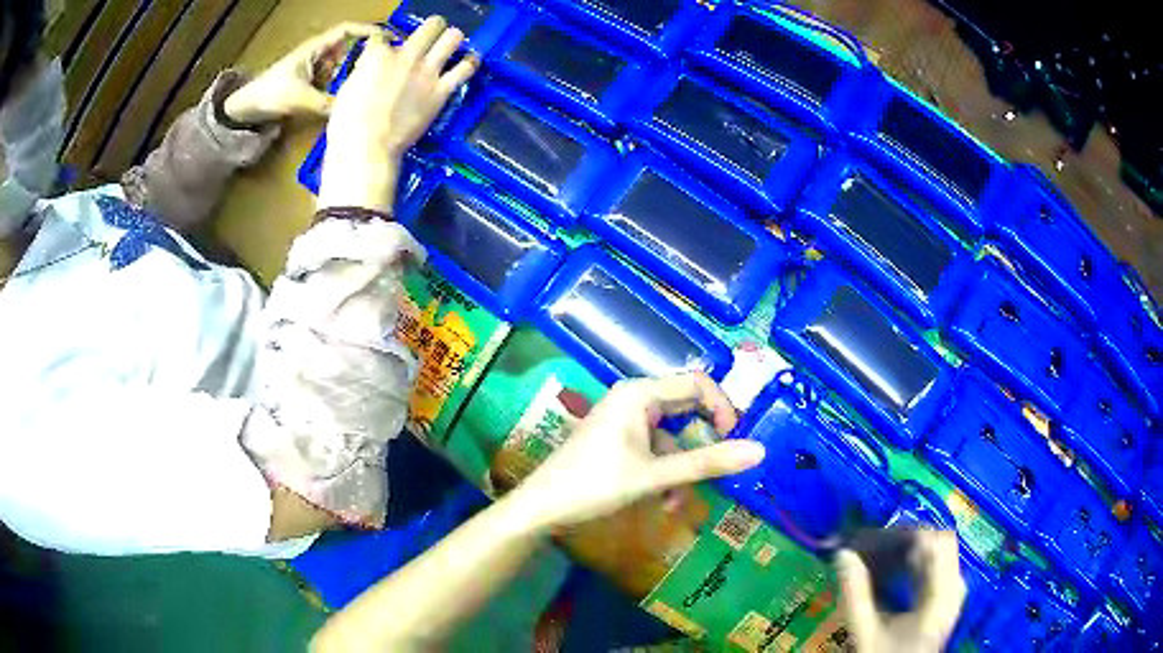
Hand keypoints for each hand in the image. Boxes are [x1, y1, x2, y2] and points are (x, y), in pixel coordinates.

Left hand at [222, 23, 377, 123]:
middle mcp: (318, 54)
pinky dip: (340, 87)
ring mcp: (313, 68)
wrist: (247, 107)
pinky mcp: (309, 82)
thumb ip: (326, 104)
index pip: (347, 30)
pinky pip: (332, 81)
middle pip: (349, 48)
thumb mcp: (301, 98)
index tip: (387, 39)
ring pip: (341, 66)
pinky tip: (346, 99)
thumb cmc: (271, 93)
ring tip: (367, 86)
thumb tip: (351, 110)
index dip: (367, 31)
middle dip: (364, 56)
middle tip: (382, 69)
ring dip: (351, 74)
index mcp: (316, 48)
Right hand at [319, 17, 477, 211]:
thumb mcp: (347, 89)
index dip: (382, 42)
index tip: (383, 49)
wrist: (367, 147)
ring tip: (451, 42)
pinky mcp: (441, 92)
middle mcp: (406, 56)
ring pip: (452, 39)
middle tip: (430, 35)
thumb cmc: (347, 123)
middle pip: (430, 27)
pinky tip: (471, 60)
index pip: (382, 36)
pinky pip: (464, 70)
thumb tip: (370, 67)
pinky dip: (470, 62)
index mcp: (378, 55)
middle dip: (431, 27)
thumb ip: (363, 72)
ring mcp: (426, 72)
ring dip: (453, 38)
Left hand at [513, 374, 766, 530]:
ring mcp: (625, 419)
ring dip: (683, 467)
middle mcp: (634, 398)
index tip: (737, 440)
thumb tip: (760, 451)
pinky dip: (665, 471)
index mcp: (641, 394)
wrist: (542, 507)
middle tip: (723, 466)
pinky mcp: (619, 439)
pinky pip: (655, 448)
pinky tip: (665, 502)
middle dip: (704, 442)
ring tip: (681, 502)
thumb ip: (708, 463)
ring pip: (672, 436)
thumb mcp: (656, 475)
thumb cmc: (596, 485)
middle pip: (686, 409)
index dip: (724, 408)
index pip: (698, 384)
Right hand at [835, 530, 967, 652]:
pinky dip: (912, 562)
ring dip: (907, 550)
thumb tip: (842, 554)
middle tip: (870, 545)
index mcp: (942, 594)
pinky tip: (890, 570)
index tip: (870, 538)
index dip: (904, 533)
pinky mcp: (945, 598)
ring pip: (937, 552)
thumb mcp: (865, 633)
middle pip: (938, 543)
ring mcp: (952, 592)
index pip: (935, 542)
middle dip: (904, 539)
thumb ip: (855, 595)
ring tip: (875, 555)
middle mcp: (955, 587)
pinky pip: (935, 566)